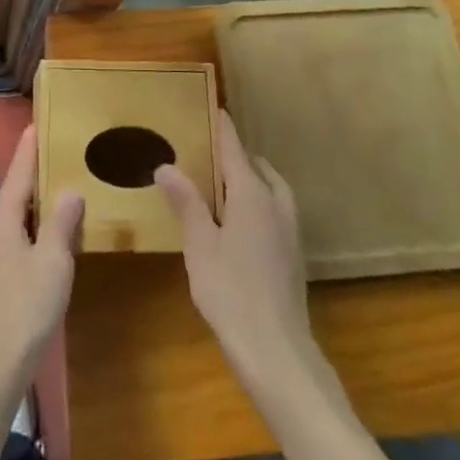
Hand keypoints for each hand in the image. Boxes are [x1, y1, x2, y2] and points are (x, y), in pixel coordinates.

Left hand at [0, 125, 83, 398]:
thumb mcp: (53, 262)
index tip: (36, 123)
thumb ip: (62, 222)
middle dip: (35, 177)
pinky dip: (32, 232)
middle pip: (14, 195)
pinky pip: (13, 241)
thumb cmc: (24, 309)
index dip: (29, 148)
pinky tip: (49, 243)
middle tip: (61, 158)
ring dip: (36, 208)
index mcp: (1, 218)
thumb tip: (69, 189)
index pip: (18, 172)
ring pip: (14, 220)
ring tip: (62, 196)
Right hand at [156, 110, 322, 397]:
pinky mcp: (293, 253)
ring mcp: (290, 229)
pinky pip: (276, 209)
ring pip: (271, 188)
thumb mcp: (199, 245)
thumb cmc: (231, 292)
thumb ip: (186, 202)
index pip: (235, 148)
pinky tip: (239, 222)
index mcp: (252, 194)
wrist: (277, 352)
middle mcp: (276, 203)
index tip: (212, 107)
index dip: (223, 127)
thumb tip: (166, 164)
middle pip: (257, 166)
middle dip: (236, 154)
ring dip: (251, 178)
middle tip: (208, 152)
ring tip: (223, 184)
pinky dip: (259, 200)